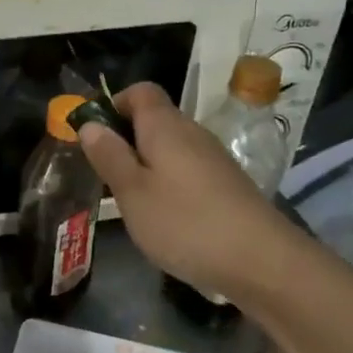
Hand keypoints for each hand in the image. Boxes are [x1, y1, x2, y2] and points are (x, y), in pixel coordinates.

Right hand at [77, 82, 295, 303]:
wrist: (262, 262)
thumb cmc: (185, 222)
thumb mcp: (132, 192)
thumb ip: (109, 155)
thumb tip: (90, 124)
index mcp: (165, 126)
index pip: (140, 91)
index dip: (114, 104)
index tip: (95, 135)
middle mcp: (192, 132)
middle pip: (155, 119)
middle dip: (126, 140)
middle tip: (106, 175)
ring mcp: (214, 159)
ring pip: (171, 148)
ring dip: (147, 165)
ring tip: (131, 201)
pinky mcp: (227, 185)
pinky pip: (188, 170)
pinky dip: (170, 183)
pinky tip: (166, 218)